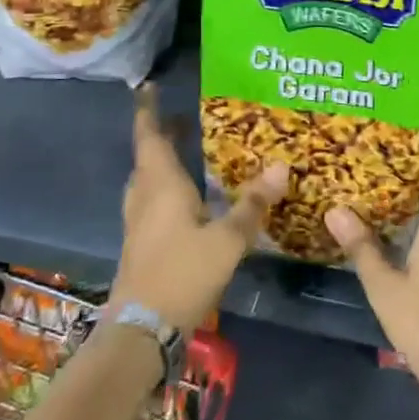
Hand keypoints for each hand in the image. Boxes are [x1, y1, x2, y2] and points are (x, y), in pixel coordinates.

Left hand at [107, 85, 285, 332]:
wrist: (141, 331)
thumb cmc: (182, 274)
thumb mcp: (227, 239)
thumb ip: (253, 204)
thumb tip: (280, 166)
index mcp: (161, 186)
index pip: (150, 137)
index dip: (149, 112)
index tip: (149, 88)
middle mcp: (145, 198)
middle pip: (147, 157)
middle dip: (161, 135)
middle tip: (183, 120)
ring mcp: (138, 223)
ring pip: (146, 181)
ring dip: (161, 162)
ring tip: (186, 152)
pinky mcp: (139, 244)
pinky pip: (150, 201)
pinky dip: (164, 188)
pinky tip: (186, 200)